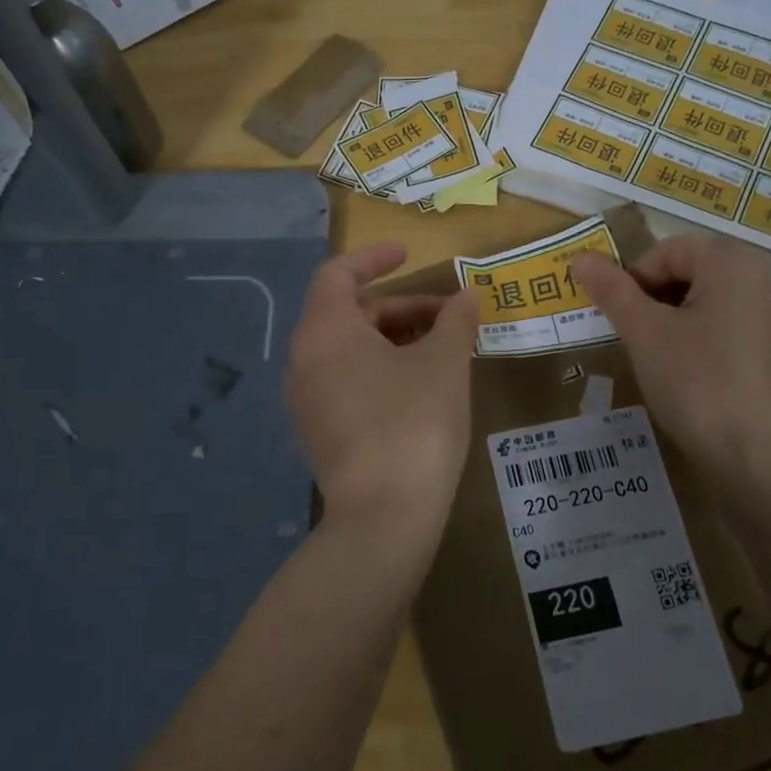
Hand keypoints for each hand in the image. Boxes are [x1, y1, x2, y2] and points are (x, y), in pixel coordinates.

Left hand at [284, 242, 478, 533]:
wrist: (384, 517)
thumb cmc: (414, 423)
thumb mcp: (445, 364)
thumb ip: (455, 321)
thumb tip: (466, 298)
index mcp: (325, 332)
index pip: (338, 274)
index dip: (373, 258)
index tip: (407, 253)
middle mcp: (304, 360)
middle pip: (349, 313)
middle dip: (401, 308)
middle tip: (449, 317)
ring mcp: (307, 400)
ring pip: (350, 351)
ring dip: (394, 340)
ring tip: (443, 350)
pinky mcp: (318, 432)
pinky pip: (346, 381)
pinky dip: (380, 370)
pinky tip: (421, 387)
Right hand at [573, 235, 770, 479]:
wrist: (753, 453)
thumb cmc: (695, 381)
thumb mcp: (643, 332)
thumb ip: (612, 290)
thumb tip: (579, 257)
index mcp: (731, 262)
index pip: (667, 250)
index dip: (634, 278)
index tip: (620, 317)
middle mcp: (759, 279)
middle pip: (688, 270)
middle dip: (652, 298)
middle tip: (633, 335)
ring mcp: (770, 316)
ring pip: (704, 300)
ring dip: (671, 319)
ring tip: (656, 356)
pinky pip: (724, 326)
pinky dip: (697, 339)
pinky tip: (686, 374)